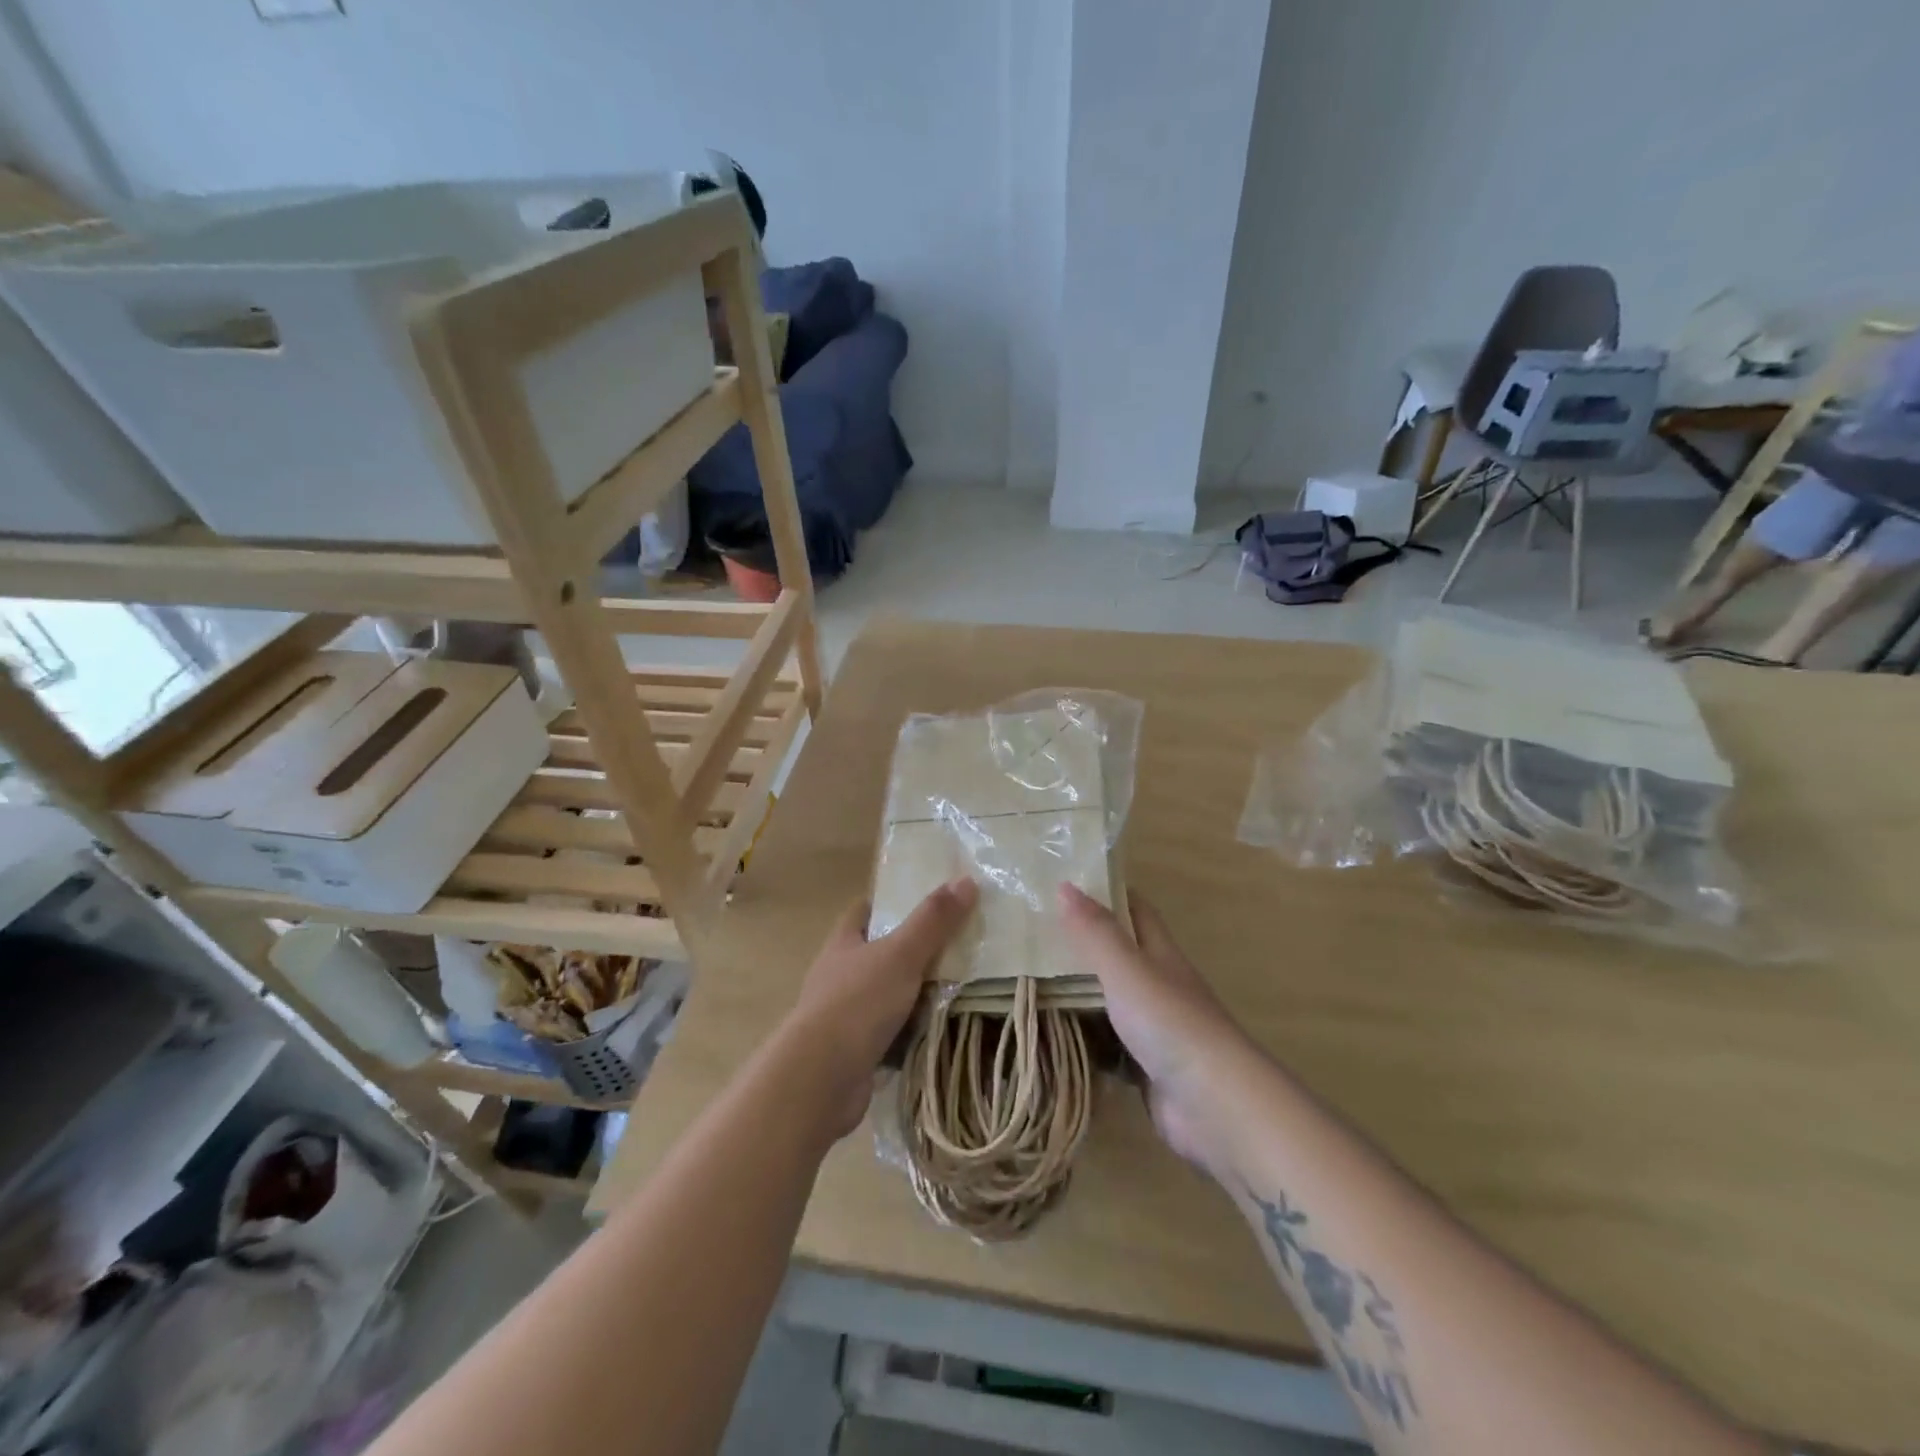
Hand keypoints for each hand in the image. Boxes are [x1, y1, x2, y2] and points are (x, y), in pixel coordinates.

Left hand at [782, 877, 978, 1137]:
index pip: (864, 911)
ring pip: (889, 994)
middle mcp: (841, 975)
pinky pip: (892, 1033)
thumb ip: (933, 920)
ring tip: (962, 986)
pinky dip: (914, 1032)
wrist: (821, 1079)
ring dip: (917, 994)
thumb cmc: (857, 1003)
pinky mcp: (857, 1050)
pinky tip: (943, 1030)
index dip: (891, 903)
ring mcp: (846, 1015)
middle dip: (914, 950)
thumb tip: (966, 879)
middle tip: (958, 945)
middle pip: (880, 953)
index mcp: (844, 943)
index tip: (926, 900)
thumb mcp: (901, 954)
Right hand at [1059, 885, 1250, 1176]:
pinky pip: (1107, 1046)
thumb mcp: (1126, 968)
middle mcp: (1158, 986)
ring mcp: (1153, 1030)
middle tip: (1031, 934)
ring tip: (1028, 980)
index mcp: (1159, 954)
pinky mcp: (1145, 1069)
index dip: (1107, 894)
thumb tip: (1065, 885)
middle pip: (1118, 956)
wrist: (1214, 1105)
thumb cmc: (1170, 1023)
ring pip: (1109, 1002)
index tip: (1067, 883)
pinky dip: (1083, 1041)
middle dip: (1081, 944)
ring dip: (1079, 993)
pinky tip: (1050, 1037)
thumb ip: (1095, 931)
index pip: (1135, 910)